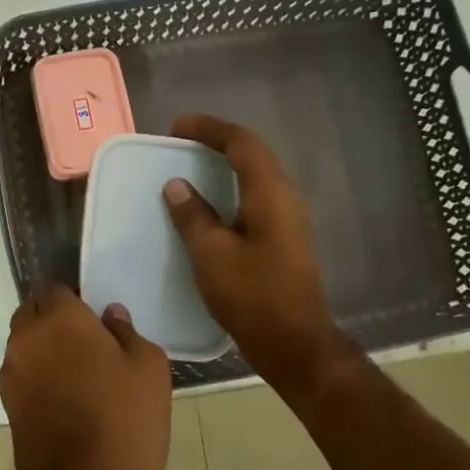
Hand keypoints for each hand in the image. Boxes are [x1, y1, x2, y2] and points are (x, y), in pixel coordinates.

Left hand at [0, 285, 171, 469]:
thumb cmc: (125, 423)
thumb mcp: (149, 369)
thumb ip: (127, 332)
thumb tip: (109, 316)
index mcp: (58, 319)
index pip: (55, 287)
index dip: (75, 297)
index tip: (97, 316)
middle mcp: (24, 339)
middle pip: (33, 312)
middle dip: (55, 318)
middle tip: (89, 340)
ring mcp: (10, 374)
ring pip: (25, 344)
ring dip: (46, 347)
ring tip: (80, 371)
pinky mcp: (7, 406)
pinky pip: (23, 374)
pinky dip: (40, 376)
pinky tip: (68, 398)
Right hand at [163, 113, 346, 394]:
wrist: (294, 342)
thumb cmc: (251, 295)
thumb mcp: (211, 254)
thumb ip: (192, 215)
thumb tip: (177, 185)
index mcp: (269, 193)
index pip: (241, 143)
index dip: (209, 129)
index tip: (175, 126)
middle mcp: (285, 197)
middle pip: (252, 154)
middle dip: (216, 142)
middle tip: (181, 143)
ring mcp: (288, 218)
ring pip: (255, 176)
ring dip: (224, 165)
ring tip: (190, 167)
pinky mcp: (284, 237)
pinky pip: (255, 197)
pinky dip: (230, 189)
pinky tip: (209, 205)